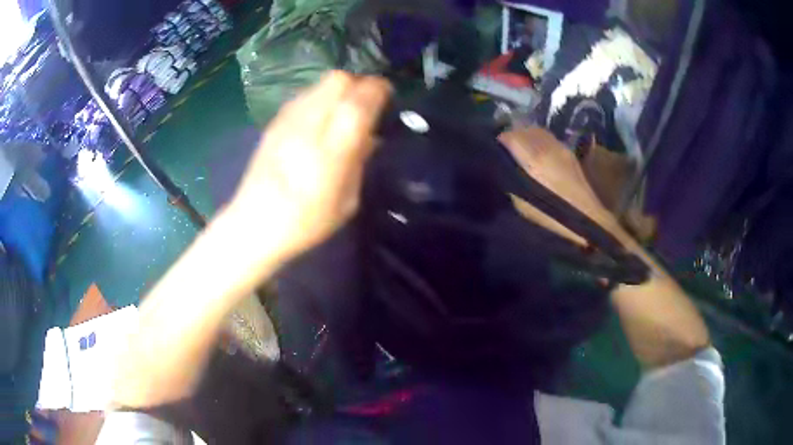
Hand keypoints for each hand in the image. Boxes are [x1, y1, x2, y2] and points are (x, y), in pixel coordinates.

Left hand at [225, 71, 390, 265]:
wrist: (254, 223)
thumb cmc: (306, 221)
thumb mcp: (347, 201)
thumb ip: (359, 161)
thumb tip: (371, 136)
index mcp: (332, 149)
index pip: (359, 101)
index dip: (377, 90)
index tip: (388, 93)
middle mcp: (309, 125)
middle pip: (338, 80)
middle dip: (359, 83)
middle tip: (367, 100)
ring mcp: (288, 120)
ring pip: (320, 83)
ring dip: (339, 89)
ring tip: (344, 108)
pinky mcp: (275, 122)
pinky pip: (305, 95)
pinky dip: (321, 97)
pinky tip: (320, 119)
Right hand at [499, 127, 622, 236]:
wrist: (588, 218)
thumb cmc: (553, 216)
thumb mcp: (522, 203)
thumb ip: (510, 179)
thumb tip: (502, 167)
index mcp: (533, 156)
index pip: (509, 136)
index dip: (498, 143)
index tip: (494, 153)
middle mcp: (547, 145)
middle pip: (524, 130)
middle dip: (513, 137)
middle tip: (506, 151)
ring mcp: (560, 147)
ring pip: (538, 132)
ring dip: (528, 138)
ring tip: (522, 152)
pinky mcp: (569, 153)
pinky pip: (549, 139)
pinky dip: (540, 143)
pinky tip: (539, 157)